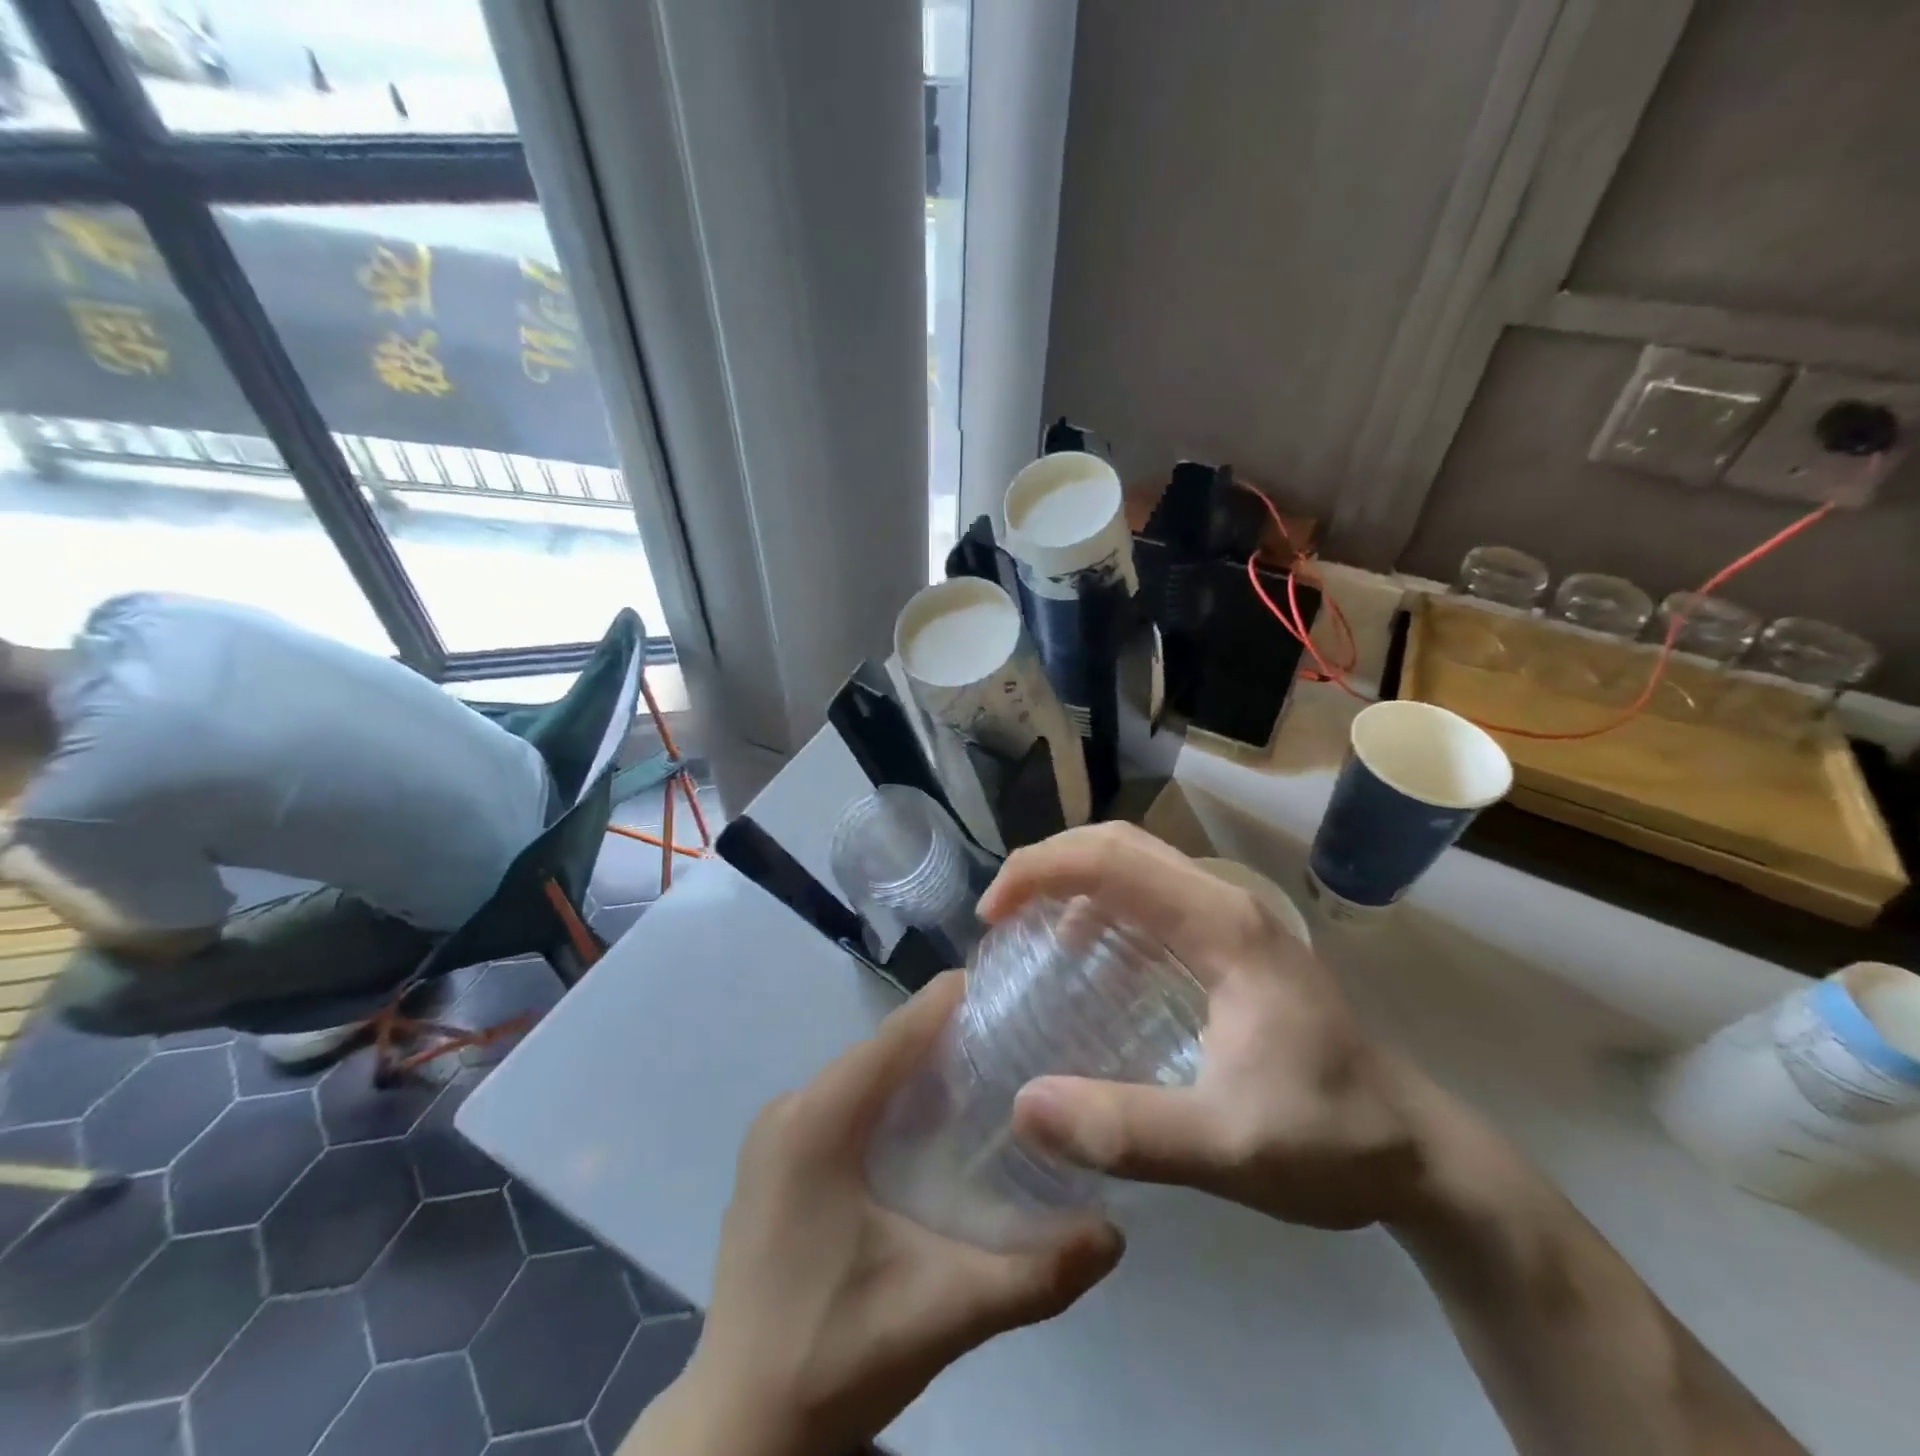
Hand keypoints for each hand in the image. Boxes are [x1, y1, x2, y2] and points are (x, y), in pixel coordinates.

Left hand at [643, 973, 1123, 1455]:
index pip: (898, 1032)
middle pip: (883, 1049)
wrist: (737, 1430)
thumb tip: (1115, 1234)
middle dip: (947, 1039)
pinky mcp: (773, 1159)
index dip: (955, 1002)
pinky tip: (929, 1129)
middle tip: (1018, 1043)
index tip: (1014, 992)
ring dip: (918, 1070)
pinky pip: (841, 1102)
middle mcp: (790, 1107)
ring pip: (862, 1075)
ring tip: (987, 1078)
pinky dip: (888, 1099)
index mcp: (820, 1120)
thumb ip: (1035, 1275)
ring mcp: (774, 1132)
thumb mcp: (945, 1312)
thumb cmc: (834, 1356)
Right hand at [990, 823, 1420, 1230]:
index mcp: (1222, 925)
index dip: (1041, 871)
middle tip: (998, 914)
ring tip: (1025, 926)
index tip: (992, 916)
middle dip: (1048, 863)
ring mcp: (1229, 917)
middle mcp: (1223, 901)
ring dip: (1072, 878)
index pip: (1114, 860)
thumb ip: (1128, 1131)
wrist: (1416, 1152)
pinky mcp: (1227, 941)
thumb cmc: (1329, 1142)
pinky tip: (1079, 953)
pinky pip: (1148, 896)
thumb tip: (1023, 1106)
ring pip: (1134, 863)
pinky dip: (1099, 904)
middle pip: (1119, 844)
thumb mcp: (1227, 1148)